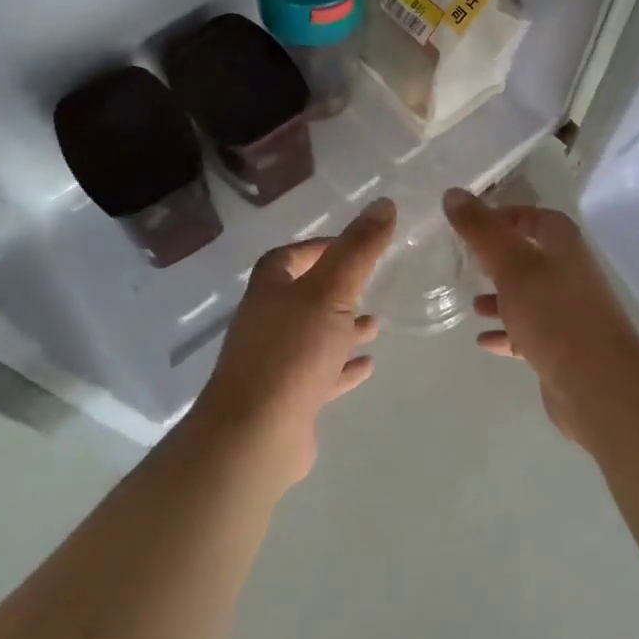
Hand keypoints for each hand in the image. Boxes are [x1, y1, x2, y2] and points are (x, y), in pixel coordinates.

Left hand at [189, 197, 395, 492]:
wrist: (255, 435)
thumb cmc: (293, 351)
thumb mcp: (332, 290)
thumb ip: (359, 249)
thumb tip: (384, 203)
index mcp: (270, 288)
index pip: (292, 255)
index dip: (322, 246)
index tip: (357, 245)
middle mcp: (268, 320)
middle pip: (303, 294)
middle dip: (337, 288)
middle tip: (372, 282)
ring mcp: (276, 361)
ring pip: (314, 335)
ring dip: (342, 327)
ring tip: (377, 323)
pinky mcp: (287, 397)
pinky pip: (320, 373)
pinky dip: (342, 366)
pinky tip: (368, 365)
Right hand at [443, 188, 638, 445]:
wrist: (599, 386)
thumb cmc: (555, 315)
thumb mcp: (512, 266)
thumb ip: (482, 230)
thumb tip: (453, 193)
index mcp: (564, 247)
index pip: (537, 218)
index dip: (507, 216)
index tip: (473, 224)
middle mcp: (571, 274)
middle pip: (532, 257)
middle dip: (500, 259)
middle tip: (467, 261)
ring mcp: (569, 313)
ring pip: (529, 297)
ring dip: (502, 298)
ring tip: (472, 303)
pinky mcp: (563, 348)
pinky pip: (529, 333)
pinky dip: (507, 333)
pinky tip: (483, 340)